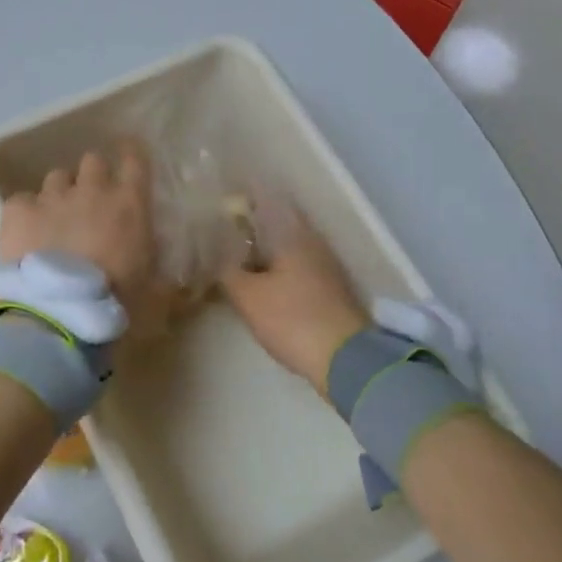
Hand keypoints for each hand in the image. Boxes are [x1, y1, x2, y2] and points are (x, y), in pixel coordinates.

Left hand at [0, 141, 158, 318]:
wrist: (61, 311)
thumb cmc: (117, 300)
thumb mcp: (153, 288)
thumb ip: (159, 270)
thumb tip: (169, 276)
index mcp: (129, 203)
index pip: (135, 159)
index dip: (131, 153)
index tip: (129, 153)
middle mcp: (91, 189)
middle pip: (92, 161)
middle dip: (92, 177)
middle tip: (91, 201)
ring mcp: (52, 197)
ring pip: (56, 178)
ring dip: (60, 194)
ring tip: (56, 219)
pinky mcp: (18, 211)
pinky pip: (22, 200)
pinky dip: (25, 212)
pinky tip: (26, 231)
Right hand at [219, 205, 368, 398]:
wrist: (344, 359)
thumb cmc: (291, 319)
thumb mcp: (248, 296)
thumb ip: (228, 271)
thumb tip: (217, 255)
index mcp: (293, 234)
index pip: (264, 203)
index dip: (241, 202)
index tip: (219, 205)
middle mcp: (312, 243)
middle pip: (275, 227)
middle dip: (249, 231)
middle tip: (221, 237)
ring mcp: (324, 267)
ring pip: (285, 251)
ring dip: (262, 254)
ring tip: (235, 262)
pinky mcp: (328, 291)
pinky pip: (294, 270)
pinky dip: (275, 272)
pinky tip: (259, 285)